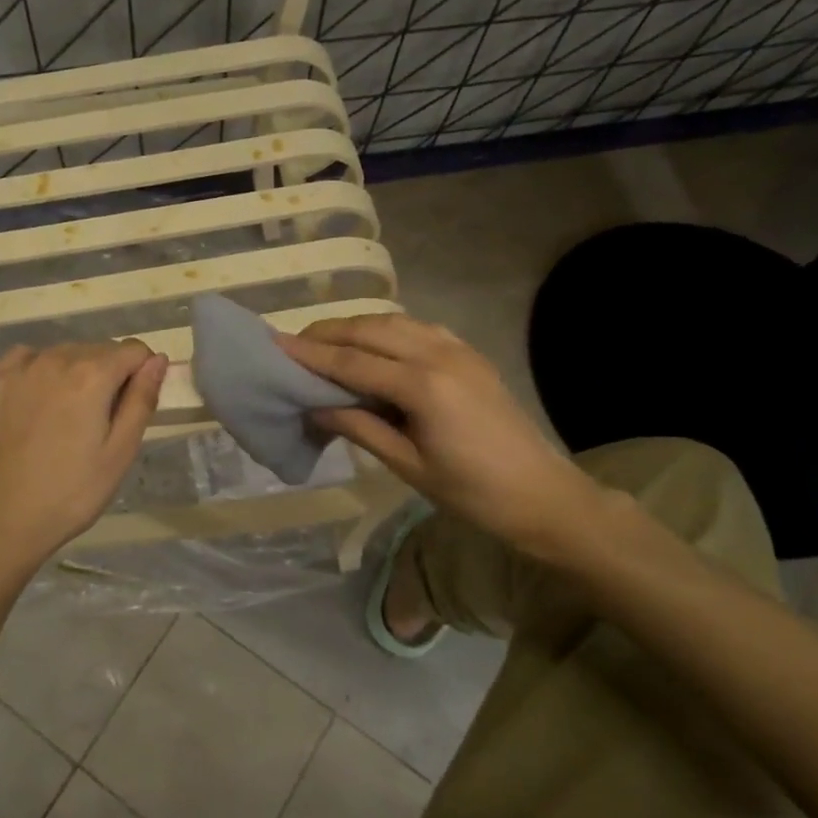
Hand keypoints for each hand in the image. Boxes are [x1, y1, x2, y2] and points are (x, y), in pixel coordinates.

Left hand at [0, 340, 166, 588]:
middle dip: (110, 374)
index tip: (133, 405)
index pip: (134, 350)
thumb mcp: (120, 453)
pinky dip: (39, 368)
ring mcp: (20, 369)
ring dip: (76, 372)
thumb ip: (142, 400)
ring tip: (68, 416)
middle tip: (102, 420)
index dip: (142, 372)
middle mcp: (56, 359)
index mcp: (93, 375)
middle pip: (99, 349)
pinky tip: (37, 399)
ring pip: (63, 353)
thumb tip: (158, 359)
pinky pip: (25, 358)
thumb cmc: (70, 493)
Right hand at [278, 315, 600, 552]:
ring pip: (394, 321)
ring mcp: (458, 349)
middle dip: (328, 333)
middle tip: (293, 343)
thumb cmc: (473, 493)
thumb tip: (314, 406)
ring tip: (325, 342)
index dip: (310, 354)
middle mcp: (438, 354)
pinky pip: (418, 328)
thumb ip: (359, 427)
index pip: (352, 362)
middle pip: (370, 330)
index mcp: (423, 386)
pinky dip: (386, 330)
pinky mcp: (469, 353)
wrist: (543, 495)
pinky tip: (372, 346)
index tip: (275, 345)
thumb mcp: (408, 465)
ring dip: (356, 327)